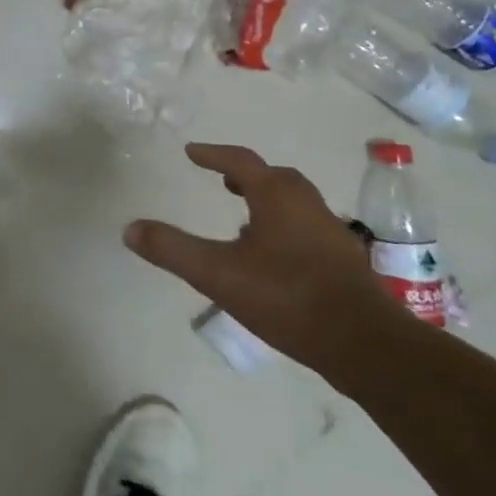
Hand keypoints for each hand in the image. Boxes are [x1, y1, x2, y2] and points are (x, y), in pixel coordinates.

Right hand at [124, 143, 414, 376]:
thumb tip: (130, 228)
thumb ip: (172, 249)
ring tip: (244, 216)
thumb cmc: (287, 297)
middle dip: (246, 176)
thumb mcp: (216, 273)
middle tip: (223, 180)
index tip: (191, 152)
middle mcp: (308, 205)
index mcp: (277, 197)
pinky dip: (284, 226)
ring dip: (267, 201)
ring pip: (295, 203)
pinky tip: (272, 256)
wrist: (365, 344)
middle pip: (275, 178)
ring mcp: (331, 233)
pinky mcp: (344, 262)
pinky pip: (307, 228)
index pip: (240, 162)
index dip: (213, 154)